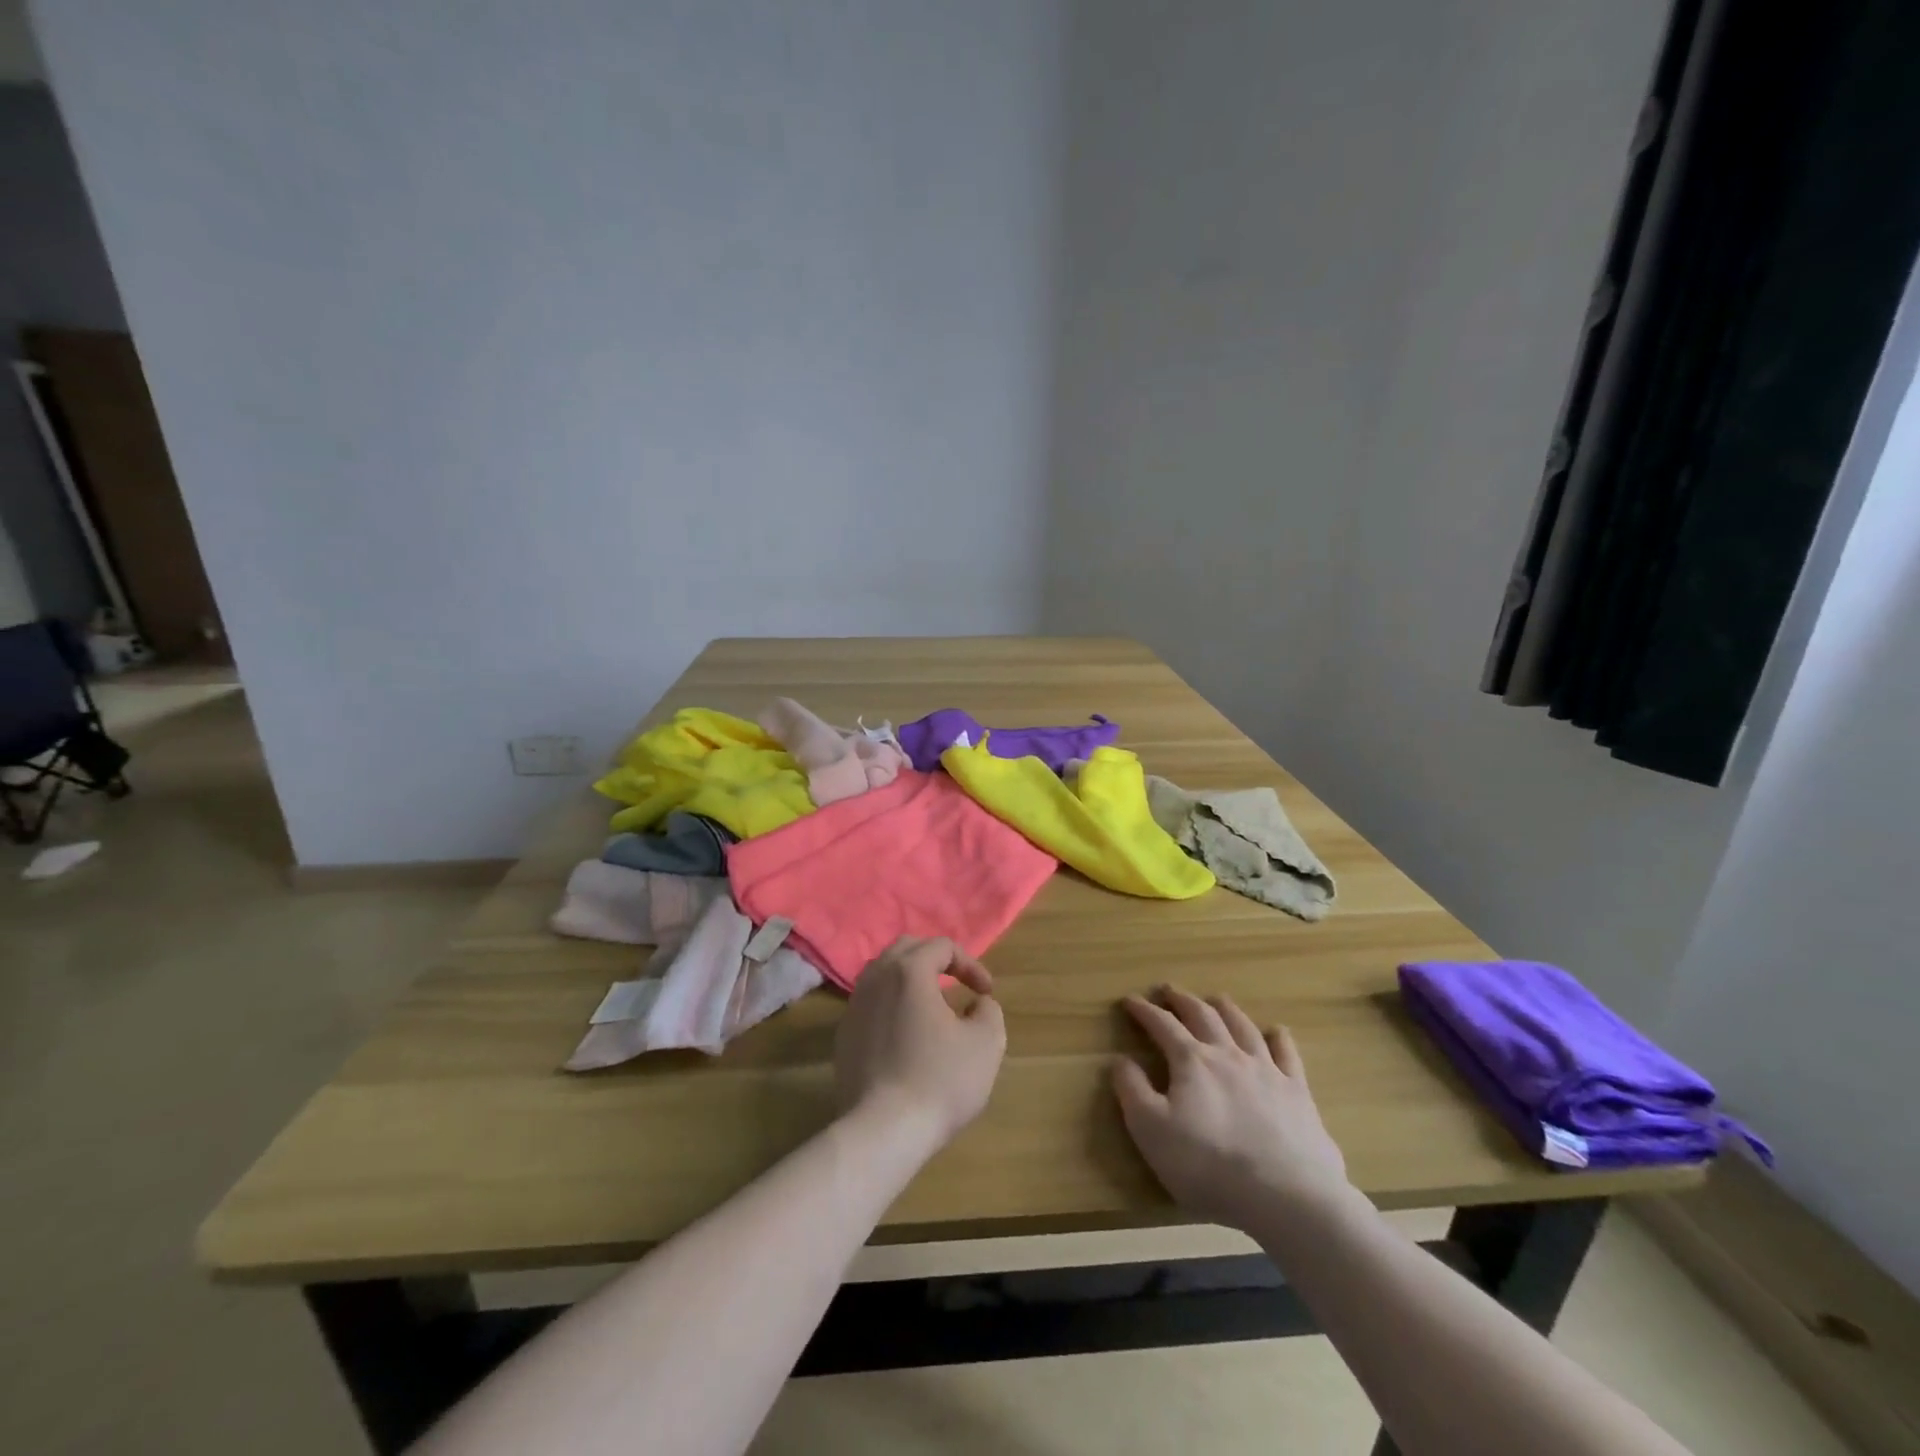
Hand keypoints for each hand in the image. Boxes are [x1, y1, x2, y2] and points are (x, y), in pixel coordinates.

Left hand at [835, 937, 1006, 1146]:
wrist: (882, 1130)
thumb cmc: (940, 1080)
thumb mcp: (985, 1043)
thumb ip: (988, 1011)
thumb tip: (978, 1004)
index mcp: (909, 971)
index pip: (942, 946)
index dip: (971, 964)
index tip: (986, 994)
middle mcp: (875, 978)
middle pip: (906, 949)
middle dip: (936, 960)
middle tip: (957, 984)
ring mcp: (854, 1006)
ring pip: (883, 975)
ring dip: (911, 981)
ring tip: (933, 1007)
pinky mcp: (843, 1035)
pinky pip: (871, 1004)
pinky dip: (893, 1005)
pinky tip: (908, 1036)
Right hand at [1112, 986, 1349, 1229]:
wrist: (1286, 1196)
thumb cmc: (1208, 1165)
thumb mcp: (1151, 1130)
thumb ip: (1132, 1090)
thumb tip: (1120, 1059)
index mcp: (1191, 1061)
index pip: (1162, 1025)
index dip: (1144, 1010)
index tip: (1130, 1000)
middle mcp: (1227, 1054)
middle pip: (1203, 1016)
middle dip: (1182, 1000)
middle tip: (1169, 990)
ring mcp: (1266, 1070)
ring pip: (1243, 1027)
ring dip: (1226, 1009)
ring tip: (1216, 999)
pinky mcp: (1297, 1093)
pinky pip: (1287, 1055)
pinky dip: (1279, 1038)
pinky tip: (1277, 1031)